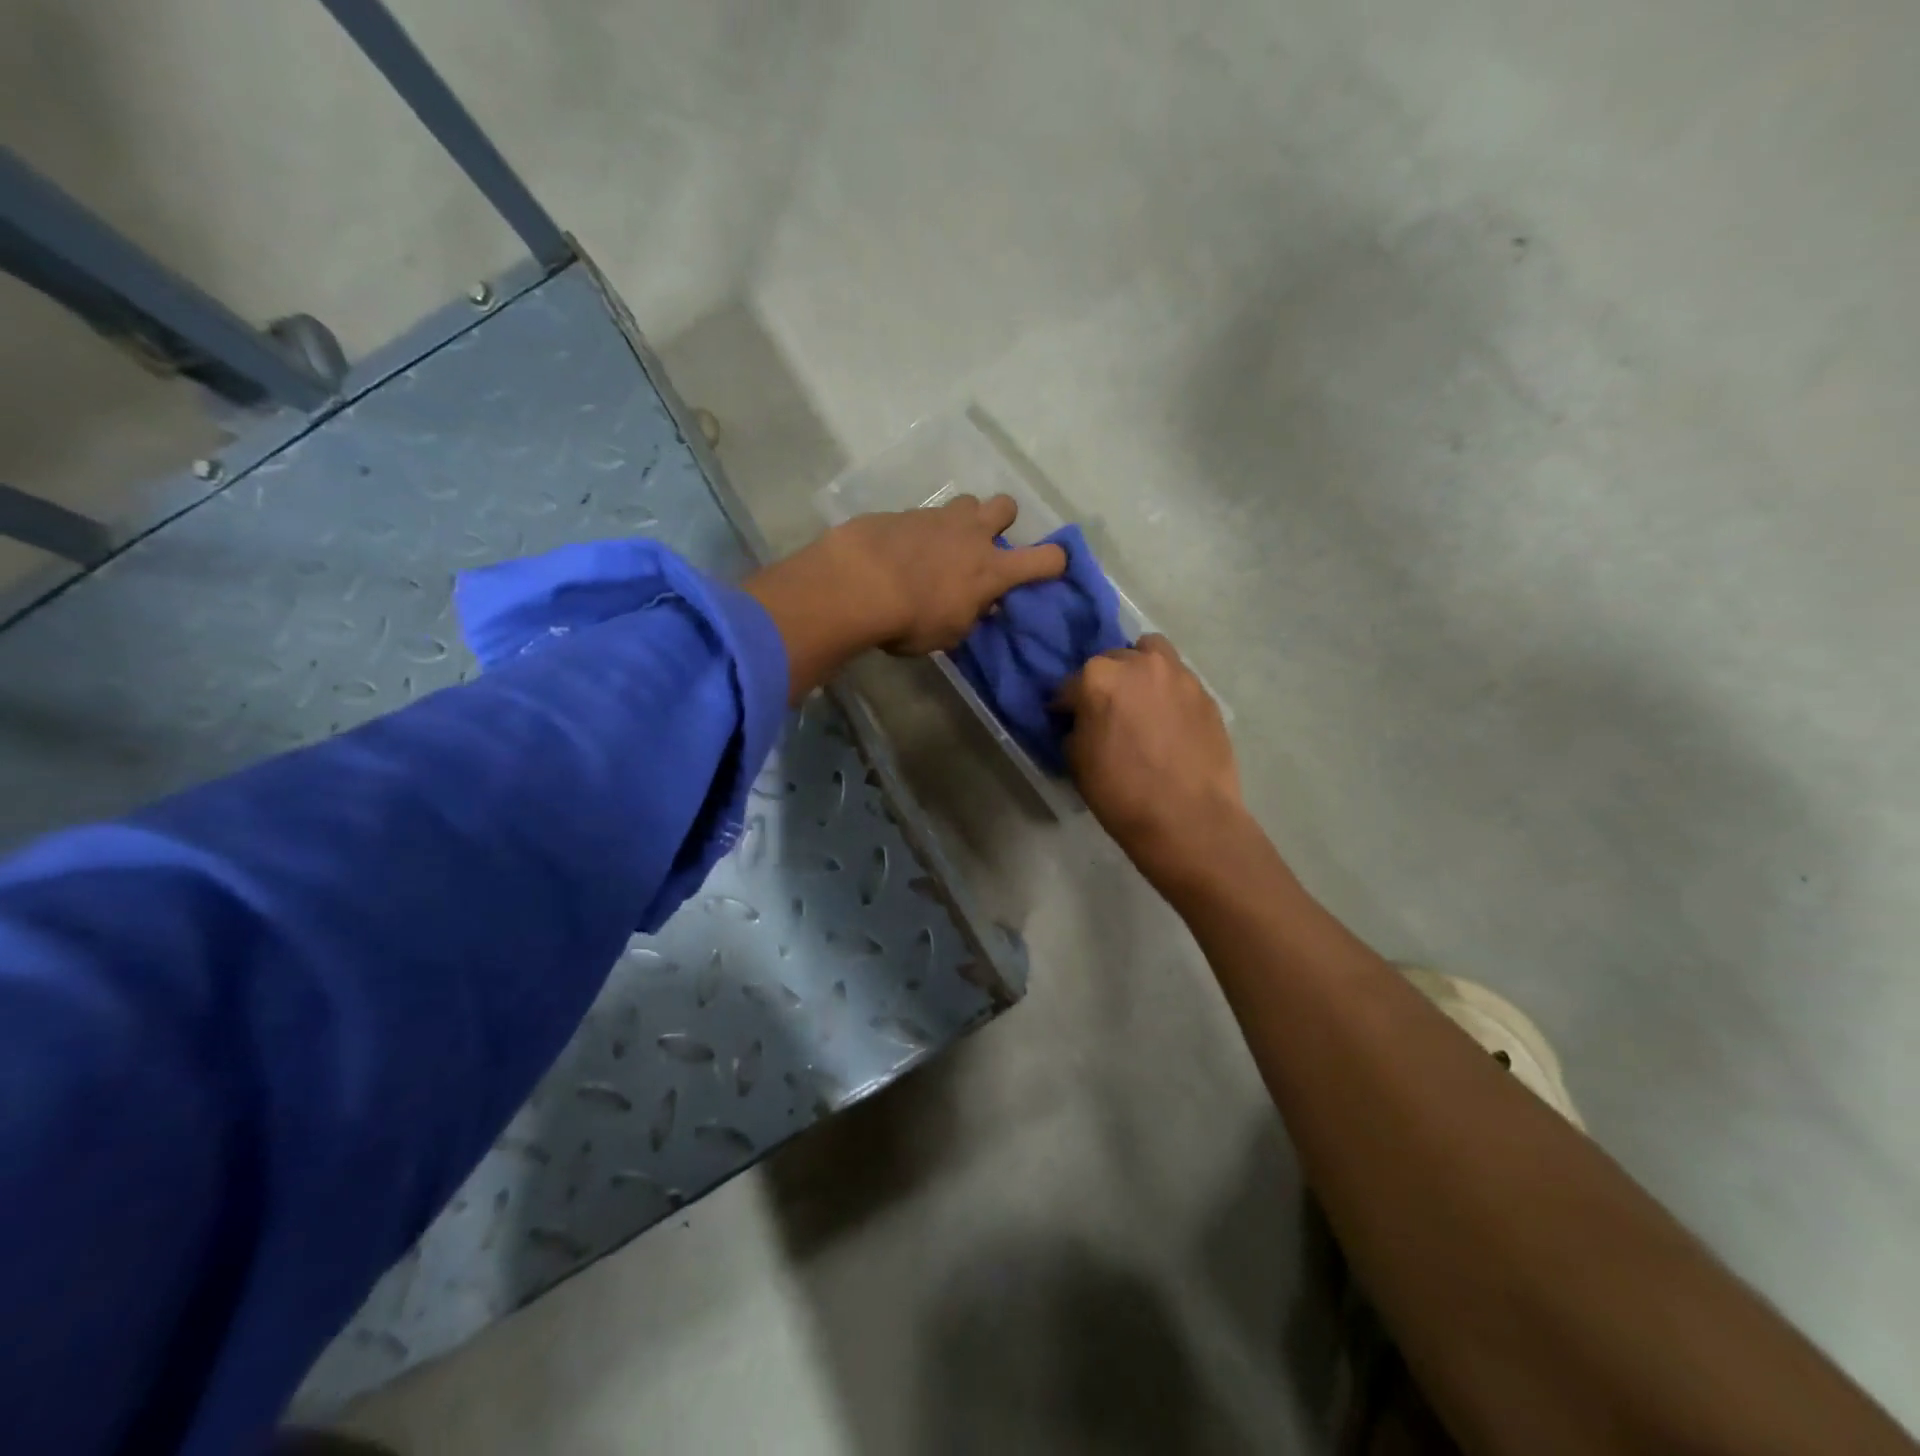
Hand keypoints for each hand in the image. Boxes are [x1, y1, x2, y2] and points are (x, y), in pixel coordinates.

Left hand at [834, 494, 1065, 654]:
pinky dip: (920, 531)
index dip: (1054, 561)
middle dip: (1002, 521)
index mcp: (992, 569)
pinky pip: (923, 515)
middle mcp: (971, 535)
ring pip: (966, 502)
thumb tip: (978, 604)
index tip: (1051, 567)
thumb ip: (970, 614)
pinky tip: (901, 551)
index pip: (1045, 558)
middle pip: (1006, 505)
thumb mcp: (950, 633)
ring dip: (962, 520)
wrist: (857, 584)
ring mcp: (936, 518)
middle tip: (984, 545)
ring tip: (942, 544)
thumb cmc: (911, 620)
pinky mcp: (902, 513)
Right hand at [1058, 636, 1247, 881]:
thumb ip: (1076, 727)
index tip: (1066, 720)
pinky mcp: (1206, 694)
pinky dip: (1167, 692)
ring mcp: (1178, 675)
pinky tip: (1168, 722)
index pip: (1070, 685)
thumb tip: (1083, 721)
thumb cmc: (1121, 792)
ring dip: (1140, 671)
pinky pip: (1178, 681)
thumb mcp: (1076, 761)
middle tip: (1107, 712)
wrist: (1188, 818)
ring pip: (1152, 656)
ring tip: (1141, 702)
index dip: (1066, 705)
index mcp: (1098, 677)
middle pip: (1113, 661)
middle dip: (1105, 683)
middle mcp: (1139, 664)